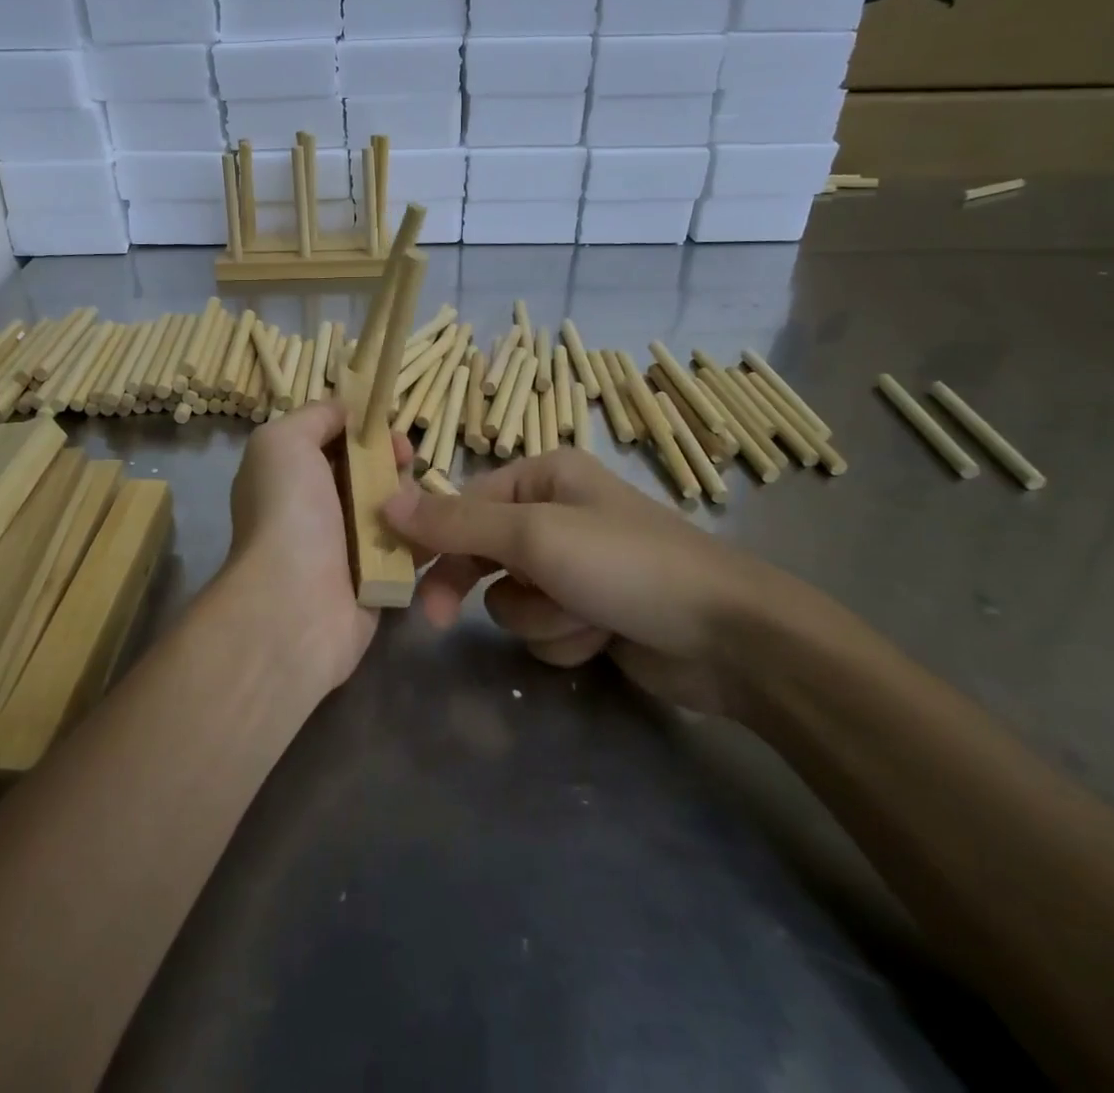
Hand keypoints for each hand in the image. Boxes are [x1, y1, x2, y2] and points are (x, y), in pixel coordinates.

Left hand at [221, 401, 411, 691]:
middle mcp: (318, 508)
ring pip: (395, 506)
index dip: (363, 428)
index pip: (335, 441)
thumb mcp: (282, 442)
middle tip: (405, 460)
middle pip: (370, 470)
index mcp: (292, 475)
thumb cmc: (288, 513)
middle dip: (392, 459)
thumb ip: (314, 416)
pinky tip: (432, 528)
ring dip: (411, 496)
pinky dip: (424, 533)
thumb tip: (345, 410)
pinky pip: (410, 545)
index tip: (386, 426)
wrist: (295, 606)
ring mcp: (349, 546)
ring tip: (416, 501)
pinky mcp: (379, 578)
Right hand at [381, 449, 790, 716]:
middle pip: (482, 553)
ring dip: (539, 615)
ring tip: (581, 615)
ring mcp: (574, 567)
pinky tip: (602, 635)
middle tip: (438, 620)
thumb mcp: (534, 535)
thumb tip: (385, 501)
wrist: (728, 637)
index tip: (399, 571)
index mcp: (544, 476)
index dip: (432, 538)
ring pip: (511, 598)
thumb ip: (456, 523)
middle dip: (475, 586)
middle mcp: (555, 514)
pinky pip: (544, 628)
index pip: (464, 503)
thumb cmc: (626, 564)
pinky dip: (565, 636)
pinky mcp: (589, 612)